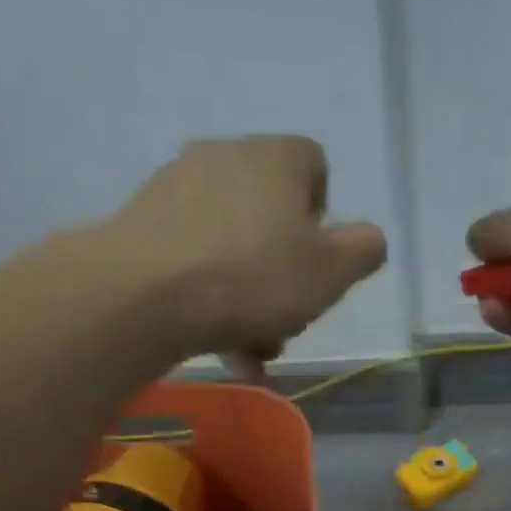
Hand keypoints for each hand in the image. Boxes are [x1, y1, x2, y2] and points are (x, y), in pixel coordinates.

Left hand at [112, 136, 386, 373]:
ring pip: (232, 246)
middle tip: (286, 322)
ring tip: (250, 352)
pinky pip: (194, 260)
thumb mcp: (330, 273)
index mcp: (275, 159)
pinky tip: (215, 344)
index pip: (313, 165)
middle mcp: (225, 158)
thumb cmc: (253, 279)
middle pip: (271, 215)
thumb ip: (362, 251)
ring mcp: (177, 188)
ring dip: (249, 299)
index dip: (323, 216)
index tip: (317, 262)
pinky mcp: (142, 224)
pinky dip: (210, 298)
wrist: (144, 295)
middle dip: (284, 275)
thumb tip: (368, 239)